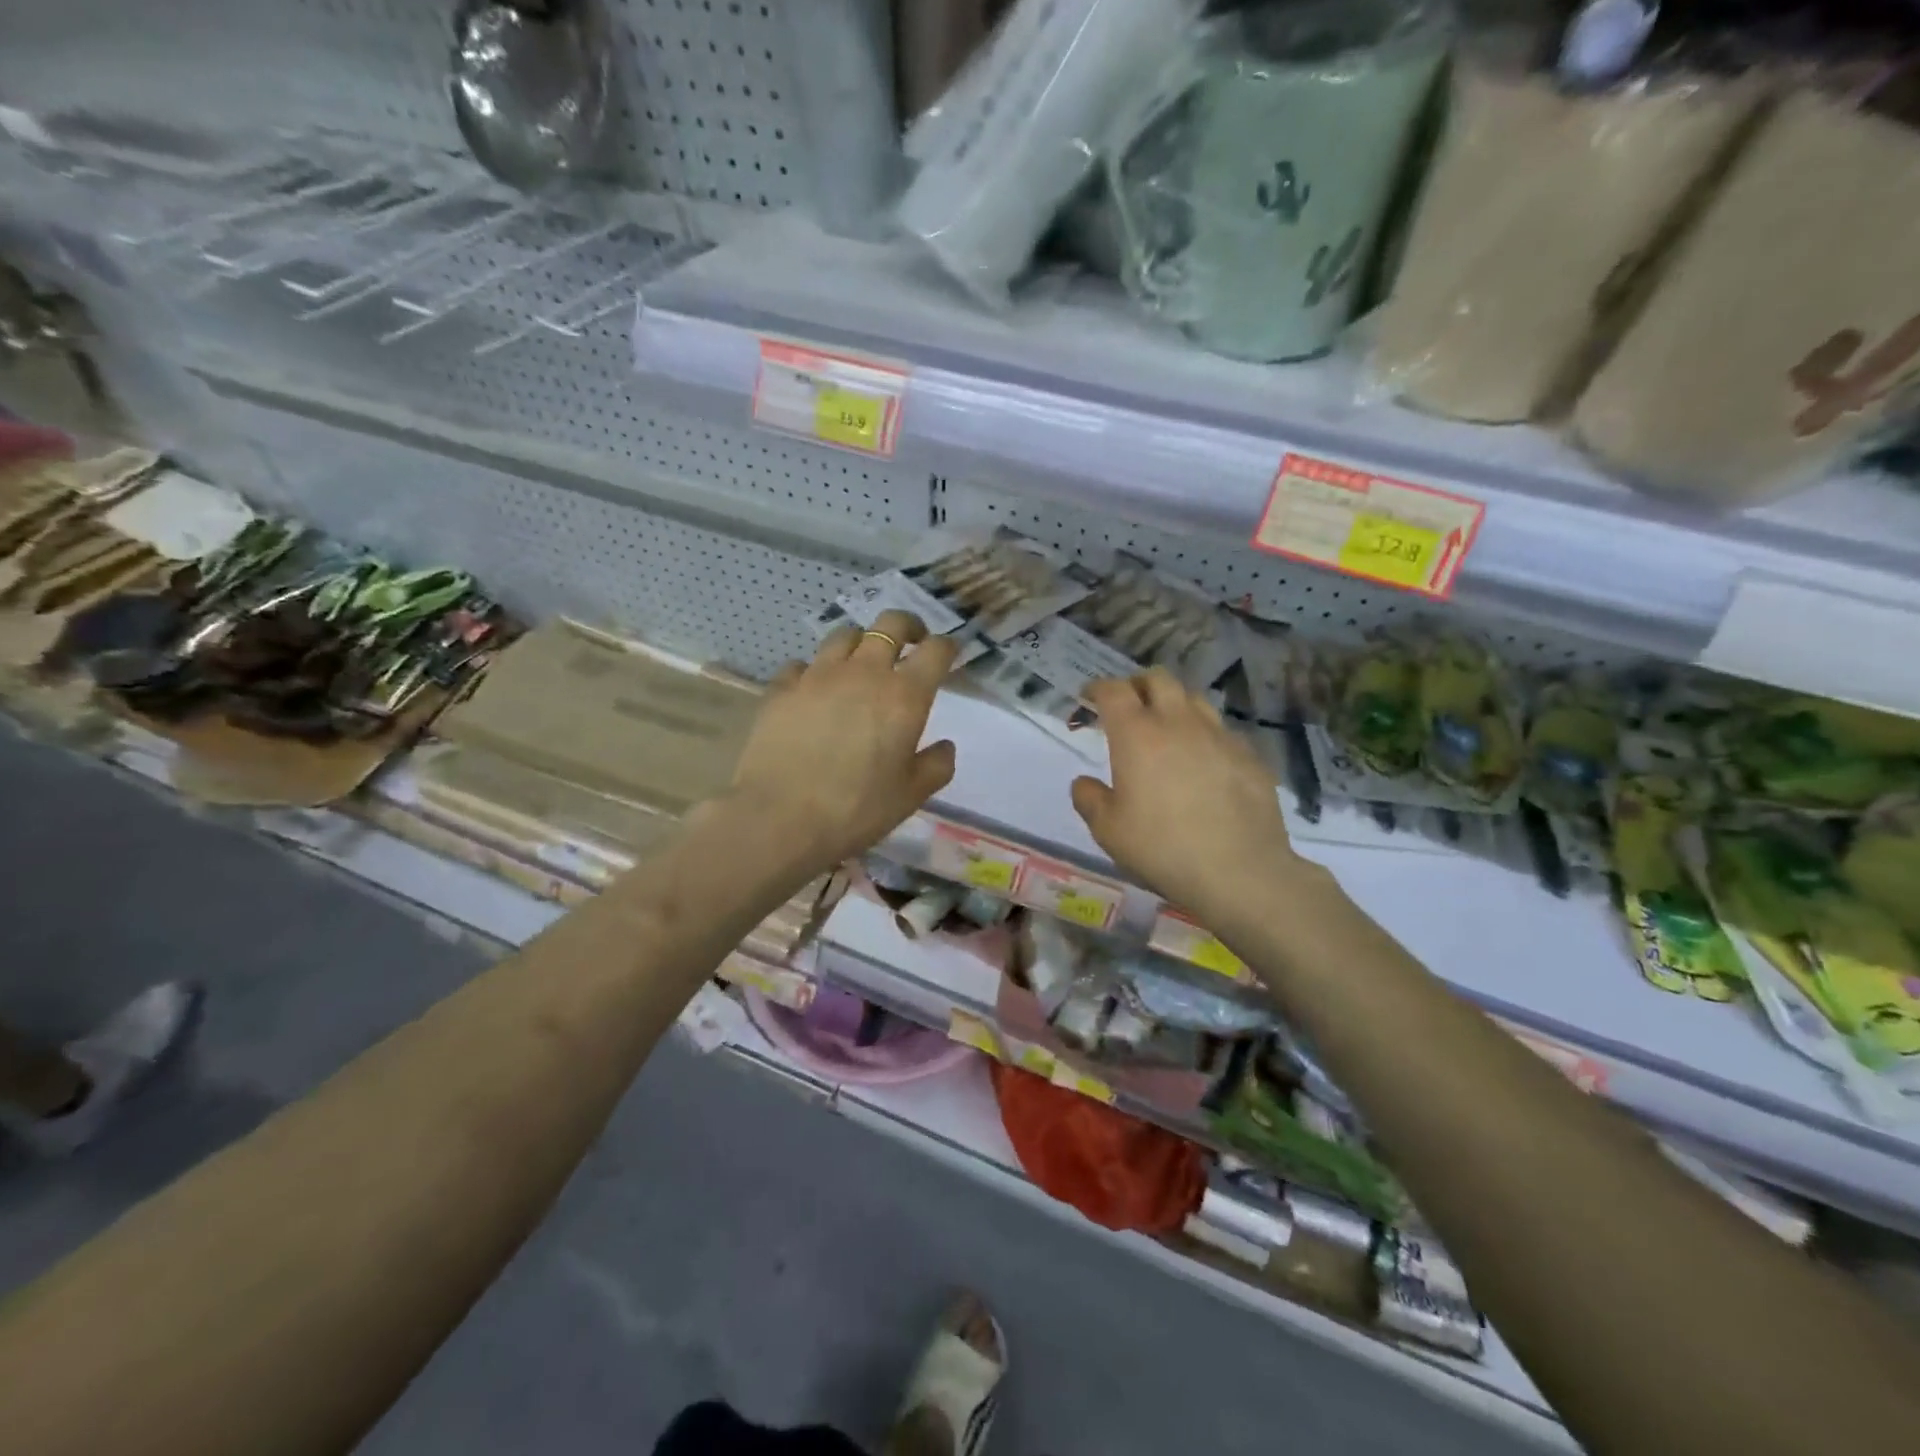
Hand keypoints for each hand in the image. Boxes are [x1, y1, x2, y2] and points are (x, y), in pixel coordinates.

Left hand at [728, 609, 958, 875]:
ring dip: (861, 643)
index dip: (947, 646)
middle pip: (890, 624)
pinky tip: (813, 691)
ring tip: (861, 662)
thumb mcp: (911, 796)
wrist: (779, 818)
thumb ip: (936, 765)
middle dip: (907, 626)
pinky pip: (802, 664)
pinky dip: (814, 671)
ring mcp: (818, 675)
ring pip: (844, 636)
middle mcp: (864, 672)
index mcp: (904, 695)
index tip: (949, 654)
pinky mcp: (782, 688)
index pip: (936, 650)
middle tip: (912, 642)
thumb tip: (944, 746)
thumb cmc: (856, 809)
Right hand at [1070, 668, 1303, 921]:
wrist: (1239, 871)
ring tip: (1167, 728)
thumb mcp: (1108, 831)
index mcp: (1137, 734)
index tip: (1089, 696)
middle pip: (1157, 679)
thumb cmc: (1161, 848)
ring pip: (1194, 699)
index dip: (1098, 687)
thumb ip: (1089, 800)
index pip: (1114, 691)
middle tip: (1128, 707)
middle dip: (1137, 685)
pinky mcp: (1249, 755)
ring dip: (1174, 704)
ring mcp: (1219, 736)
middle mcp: (1178, 723)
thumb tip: (1084, 783)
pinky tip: (1204, 762)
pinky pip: (1222, 731)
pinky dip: (1204, 735)